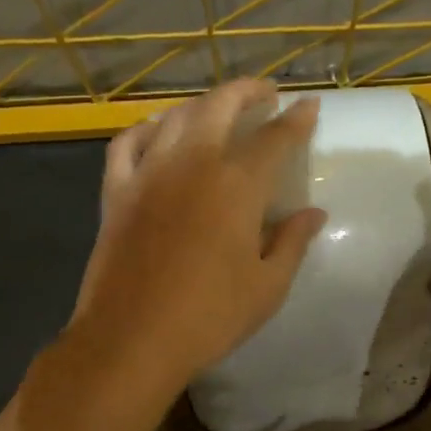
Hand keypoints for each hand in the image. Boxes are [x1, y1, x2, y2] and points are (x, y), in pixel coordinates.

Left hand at [68, 80, 326, 393]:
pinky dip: (148, 128)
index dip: (297, 120)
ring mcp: (149, 172)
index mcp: (238, 186)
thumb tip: (314, 213)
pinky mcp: (116, 191)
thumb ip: (293, 242)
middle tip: (266, 95)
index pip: (275, 138)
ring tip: (219, 110)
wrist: (132, 339)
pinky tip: (159, 132)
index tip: (309, 106)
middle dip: (248, 92)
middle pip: (221, 106)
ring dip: (203, 105)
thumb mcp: (268, 286)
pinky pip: (128, 142)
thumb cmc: (211, 317)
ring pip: (176, 116)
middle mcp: (193, 164)